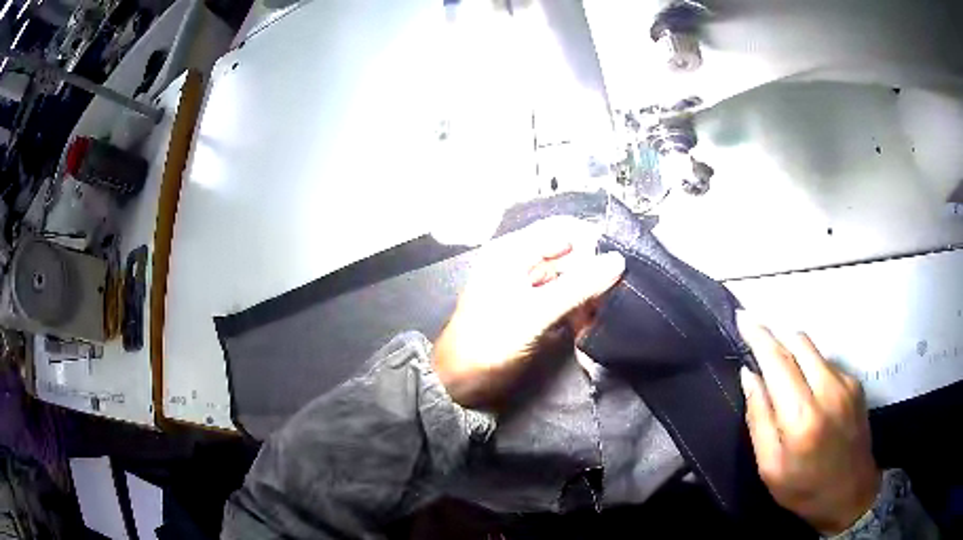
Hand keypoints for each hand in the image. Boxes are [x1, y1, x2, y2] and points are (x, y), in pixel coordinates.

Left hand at [433, 217, 624, 409]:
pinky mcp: (534, 311)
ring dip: (588, 298)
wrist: (460, 383)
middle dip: (593, 275)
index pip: (562, 230)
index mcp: (512, 252)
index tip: (620, 262)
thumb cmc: (490, 342)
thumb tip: (618, 260)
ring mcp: (528, 288)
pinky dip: (578, 313)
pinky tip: (585, 329)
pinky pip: (565, 302)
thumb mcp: (534, 313)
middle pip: (569, 256)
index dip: (592, 241)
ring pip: (570, 280)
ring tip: (597, 318)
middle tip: (614, 297)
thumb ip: (578, 286)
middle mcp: (521, 263)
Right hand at [737, 313, 880, 534]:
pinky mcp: (856, 384)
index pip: (778, 361)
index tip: (742, 317)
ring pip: (813, 349)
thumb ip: (759, 419)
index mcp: (801, 418)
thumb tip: (749, 376)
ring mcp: (846, 383)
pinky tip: (809, 393)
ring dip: (793, 353)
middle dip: (775, 337)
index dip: (758, 335)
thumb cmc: (804, 489)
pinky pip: (827, 363)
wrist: (851, 493)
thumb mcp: (770, 468)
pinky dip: (811, 368)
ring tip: (783, 375)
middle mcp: (828, 390)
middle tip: (758, 344)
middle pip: (798, 342)